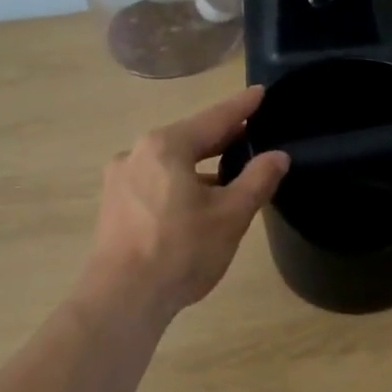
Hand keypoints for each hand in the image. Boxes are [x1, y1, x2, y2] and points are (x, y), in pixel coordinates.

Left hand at [82, 87, 288, 319]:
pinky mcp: (114, 206)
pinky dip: (179, 184)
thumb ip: (257, 181)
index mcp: (166, 146)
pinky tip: (195, 203)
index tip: (260, 93)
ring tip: (228, 174)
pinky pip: (155, 183)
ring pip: (170, 164)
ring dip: (199, 166)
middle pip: (188, 139)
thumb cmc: (181, 251)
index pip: (214, 119)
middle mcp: (137, 154)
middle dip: (220, 138)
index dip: (241, 107)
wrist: (122, 298)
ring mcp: (120, 181)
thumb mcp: (230, 215)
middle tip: (250, 133)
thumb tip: (278, 156)